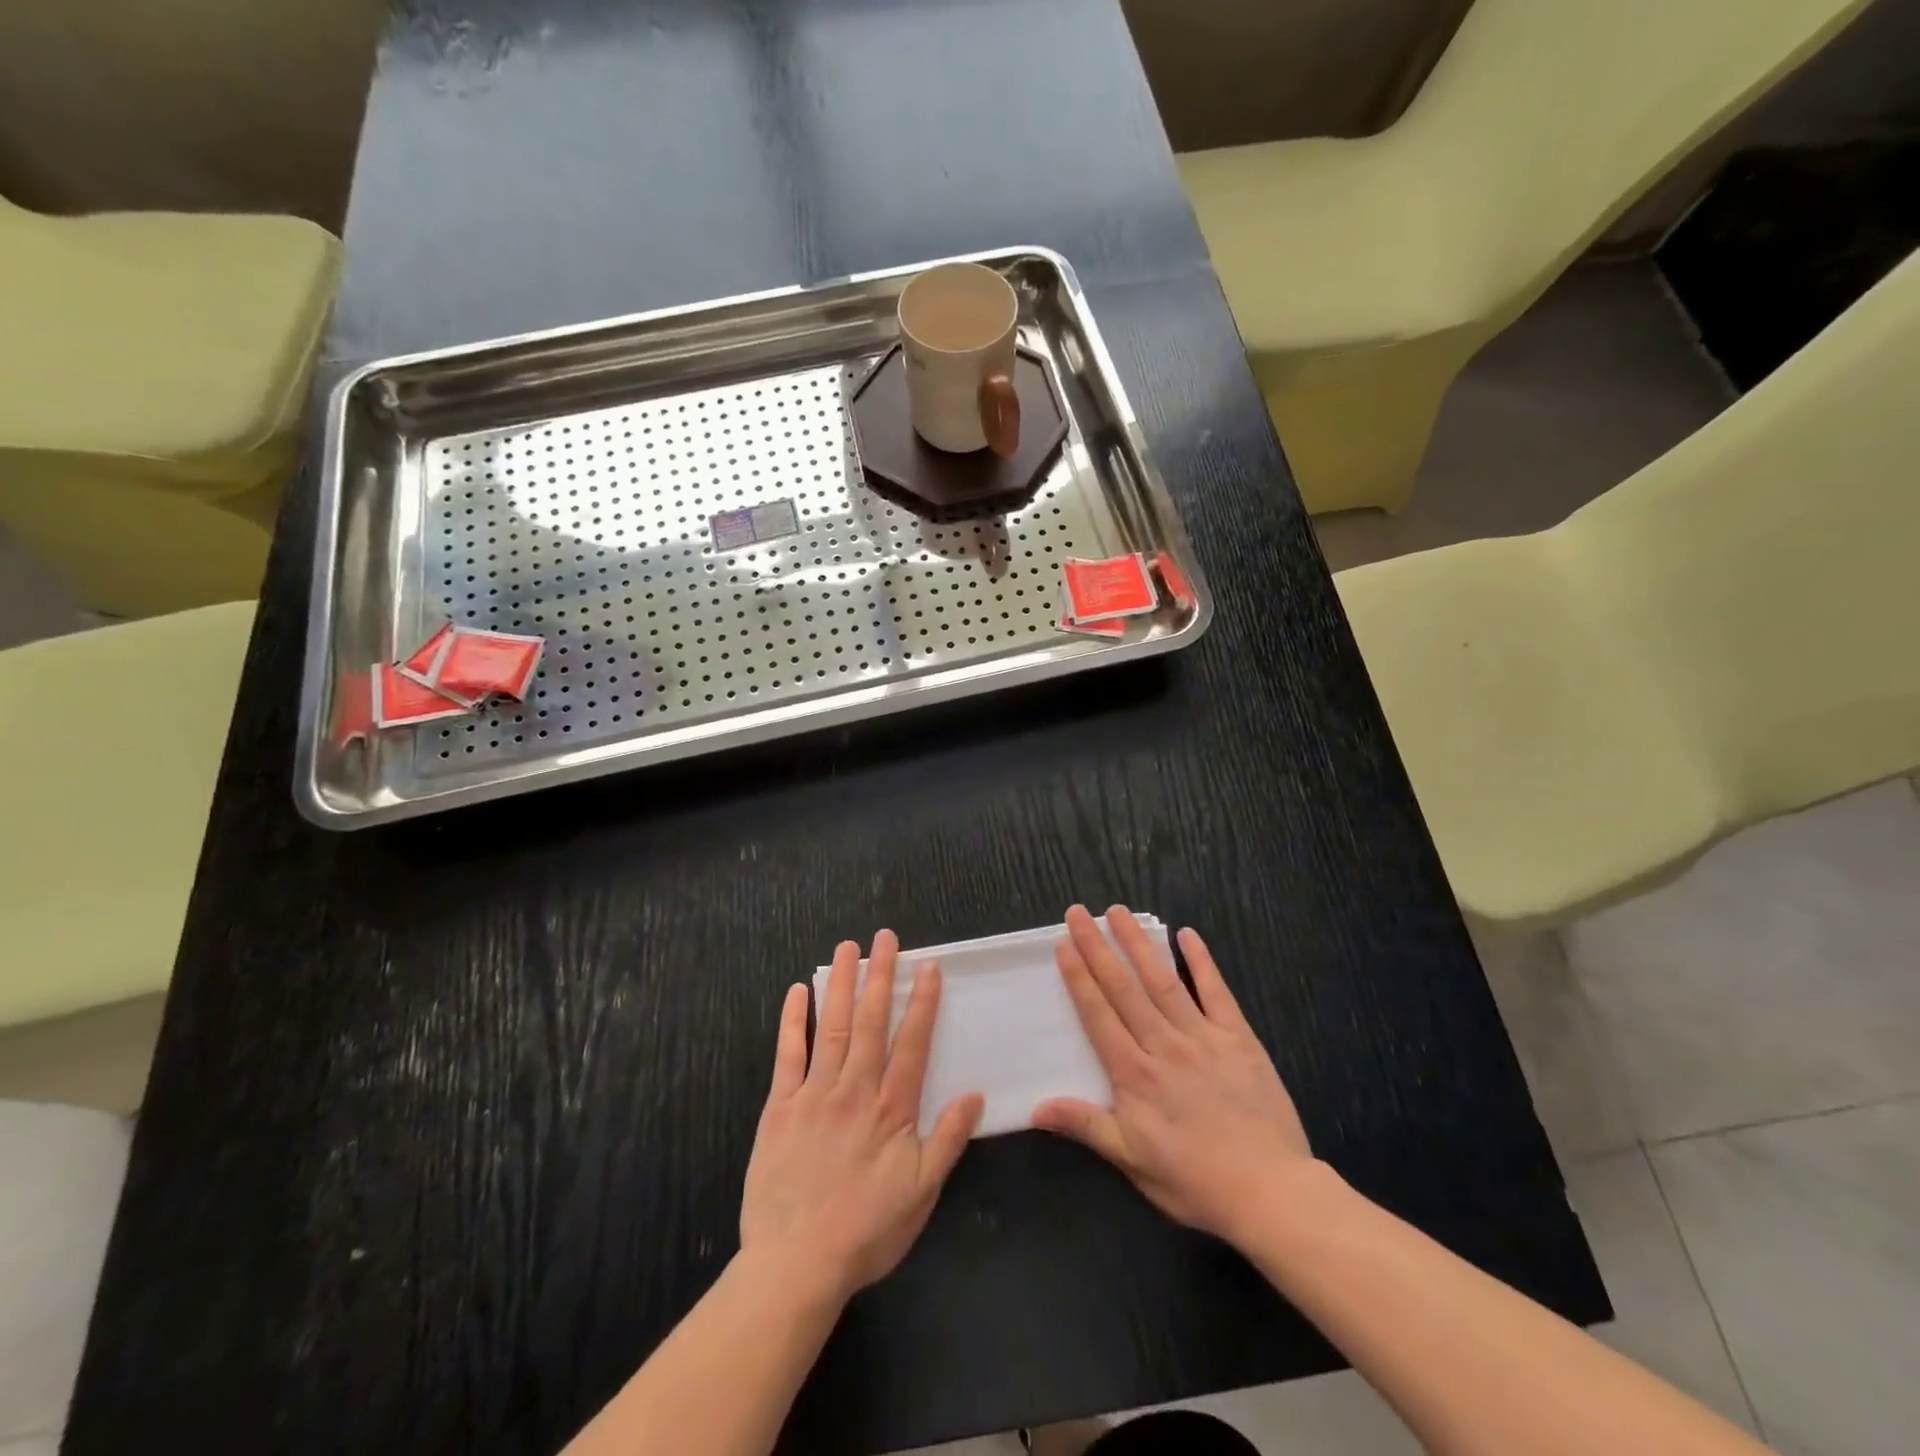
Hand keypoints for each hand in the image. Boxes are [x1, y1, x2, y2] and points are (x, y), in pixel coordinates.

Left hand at [741, 931, 984, 1302]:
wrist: (796, 1265)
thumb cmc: (867, 1230)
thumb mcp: (922, 1193)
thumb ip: (948, 1139)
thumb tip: (975, 1093)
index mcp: (891, 1109)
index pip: (911, 1043)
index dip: (921, 1002)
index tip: (927, 967)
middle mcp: (854, 1090)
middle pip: (870, 1022)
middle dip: (880, 976)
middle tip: (884, 937)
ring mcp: (814, 1094)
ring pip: (831, 1027)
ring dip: (840, 984)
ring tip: (846, 948)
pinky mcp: (779, 1107)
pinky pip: (787, 1055)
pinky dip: (793, 1021)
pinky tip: (796, 991)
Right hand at [1033, 905, 1312, 1243]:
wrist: (1270, 1192)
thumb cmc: (1195, 1180)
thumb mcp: (1133, 1161)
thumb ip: (1086, 1125)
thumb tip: (1036, 1108)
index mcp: (1135, 1074)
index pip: (1099, 1014)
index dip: (1079, 977)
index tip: (1063, 944)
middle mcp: (1163, 1044)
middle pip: (1124, 988)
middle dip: (1098, 947)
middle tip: (1079, 913)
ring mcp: (1202, 1037)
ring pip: (1163, 980)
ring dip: (1139, 943)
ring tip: (1119, 912)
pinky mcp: (1238, 1037)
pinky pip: (1216, 992)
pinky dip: (1202, 962)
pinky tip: (1187, 934)